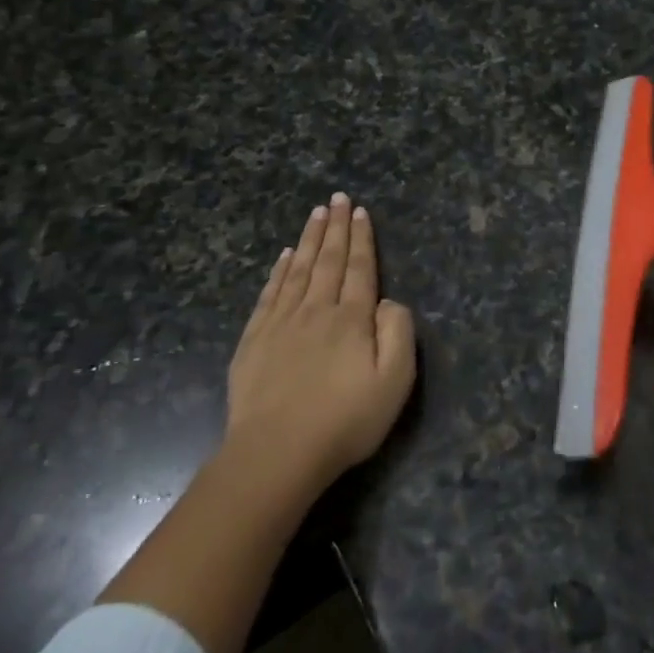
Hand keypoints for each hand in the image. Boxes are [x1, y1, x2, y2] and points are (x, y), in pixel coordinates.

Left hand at [225, 192, 415, 493]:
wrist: (275, 455)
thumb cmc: (344, 421)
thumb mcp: (394, 382)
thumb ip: (398, 333)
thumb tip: (388, 302)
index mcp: (352, 319)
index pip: (360, 268)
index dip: (362, 238)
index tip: (360, 211)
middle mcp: (317, 310)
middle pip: (329, 260)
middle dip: (336, 227)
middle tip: (337, 198)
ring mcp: (281, 323)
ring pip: (299, 269)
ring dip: (309, 239)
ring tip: (316, 213)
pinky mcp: (254, 340)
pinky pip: (270, 293)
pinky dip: (279, 271)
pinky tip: (284, 256)